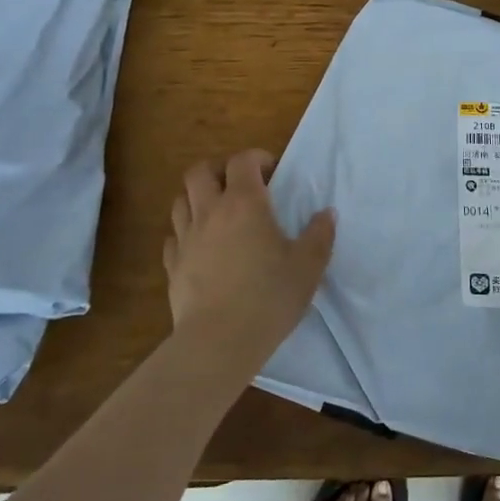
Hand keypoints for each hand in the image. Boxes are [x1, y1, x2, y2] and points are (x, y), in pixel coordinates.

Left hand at [163, 149, 334, 374]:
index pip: (242, 161)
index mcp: (244, 204)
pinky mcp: (172, 266)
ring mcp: (186, 239)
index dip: (257, 158)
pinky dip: (186, 232)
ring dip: (199, 197)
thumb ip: (320, 234)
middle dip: (220, 169)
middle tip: (240, 184)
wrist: (219, 342)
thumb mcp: (309, 265)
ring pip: (181, 200)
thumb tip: (327, 213)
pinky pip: (173, 236)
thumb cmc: (269, 296)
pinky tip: (202, 246)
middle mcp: (210, 212)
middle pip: (200, 172)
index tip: (272, 171)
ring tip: (219, 213)